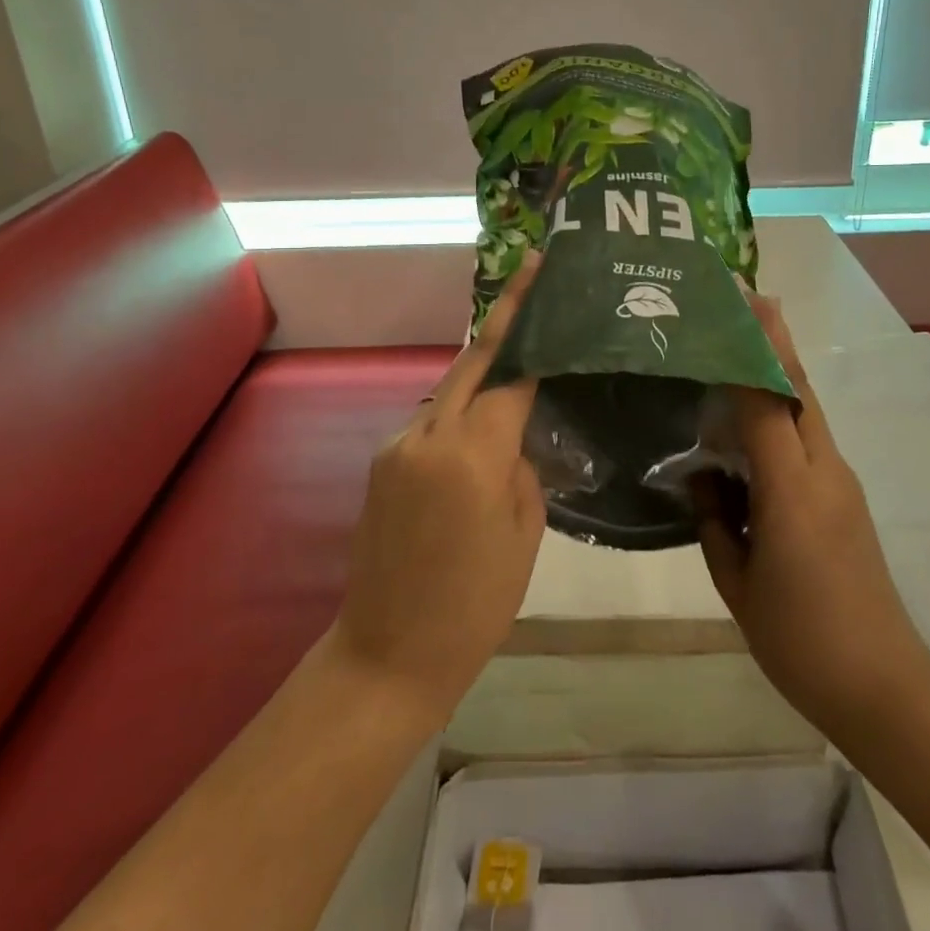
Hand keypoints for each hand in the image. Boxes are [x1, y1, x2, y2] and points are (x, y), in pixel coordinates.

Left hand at [330, 254, 545, 722]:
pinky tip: (481, 426)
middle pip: (472, 362)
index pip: (510, 376)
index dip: (532, 332)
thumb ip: (521, 467)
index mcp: (471, 455)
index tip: (545, 287)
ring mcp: (398, 446)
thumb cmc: (474, 605)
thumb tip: (514, 436)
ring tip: (518, 357)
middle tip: (530, 276)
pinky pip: (431, 420)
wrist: (387, 654)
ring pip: (449, 390)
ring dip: (482, 369)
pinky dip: (460, 410)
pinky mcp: (383, 462)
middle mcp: (428, 436)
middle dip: (503, 317)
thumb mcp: (524, 535)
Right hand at [693, 294, 929, 743]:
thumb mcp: (736, 582)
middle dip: (775, 340)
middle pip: (798, 389)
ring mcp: (841, 483)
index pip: (767, 400)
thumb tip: (704, 478)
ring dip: (777, 374)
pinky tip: (750, 426)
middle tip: (746, 300)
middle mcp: (824, 471)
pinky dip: (781, 415)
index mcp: (793, 489)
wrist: (883, 686)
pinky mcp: (846, 499)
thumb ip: (713, 520)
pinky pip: (808, 441)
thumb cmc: (800, 638)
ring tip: (738, 350)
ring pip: (805, 411)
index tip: (737, 303)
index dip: (751, 349)